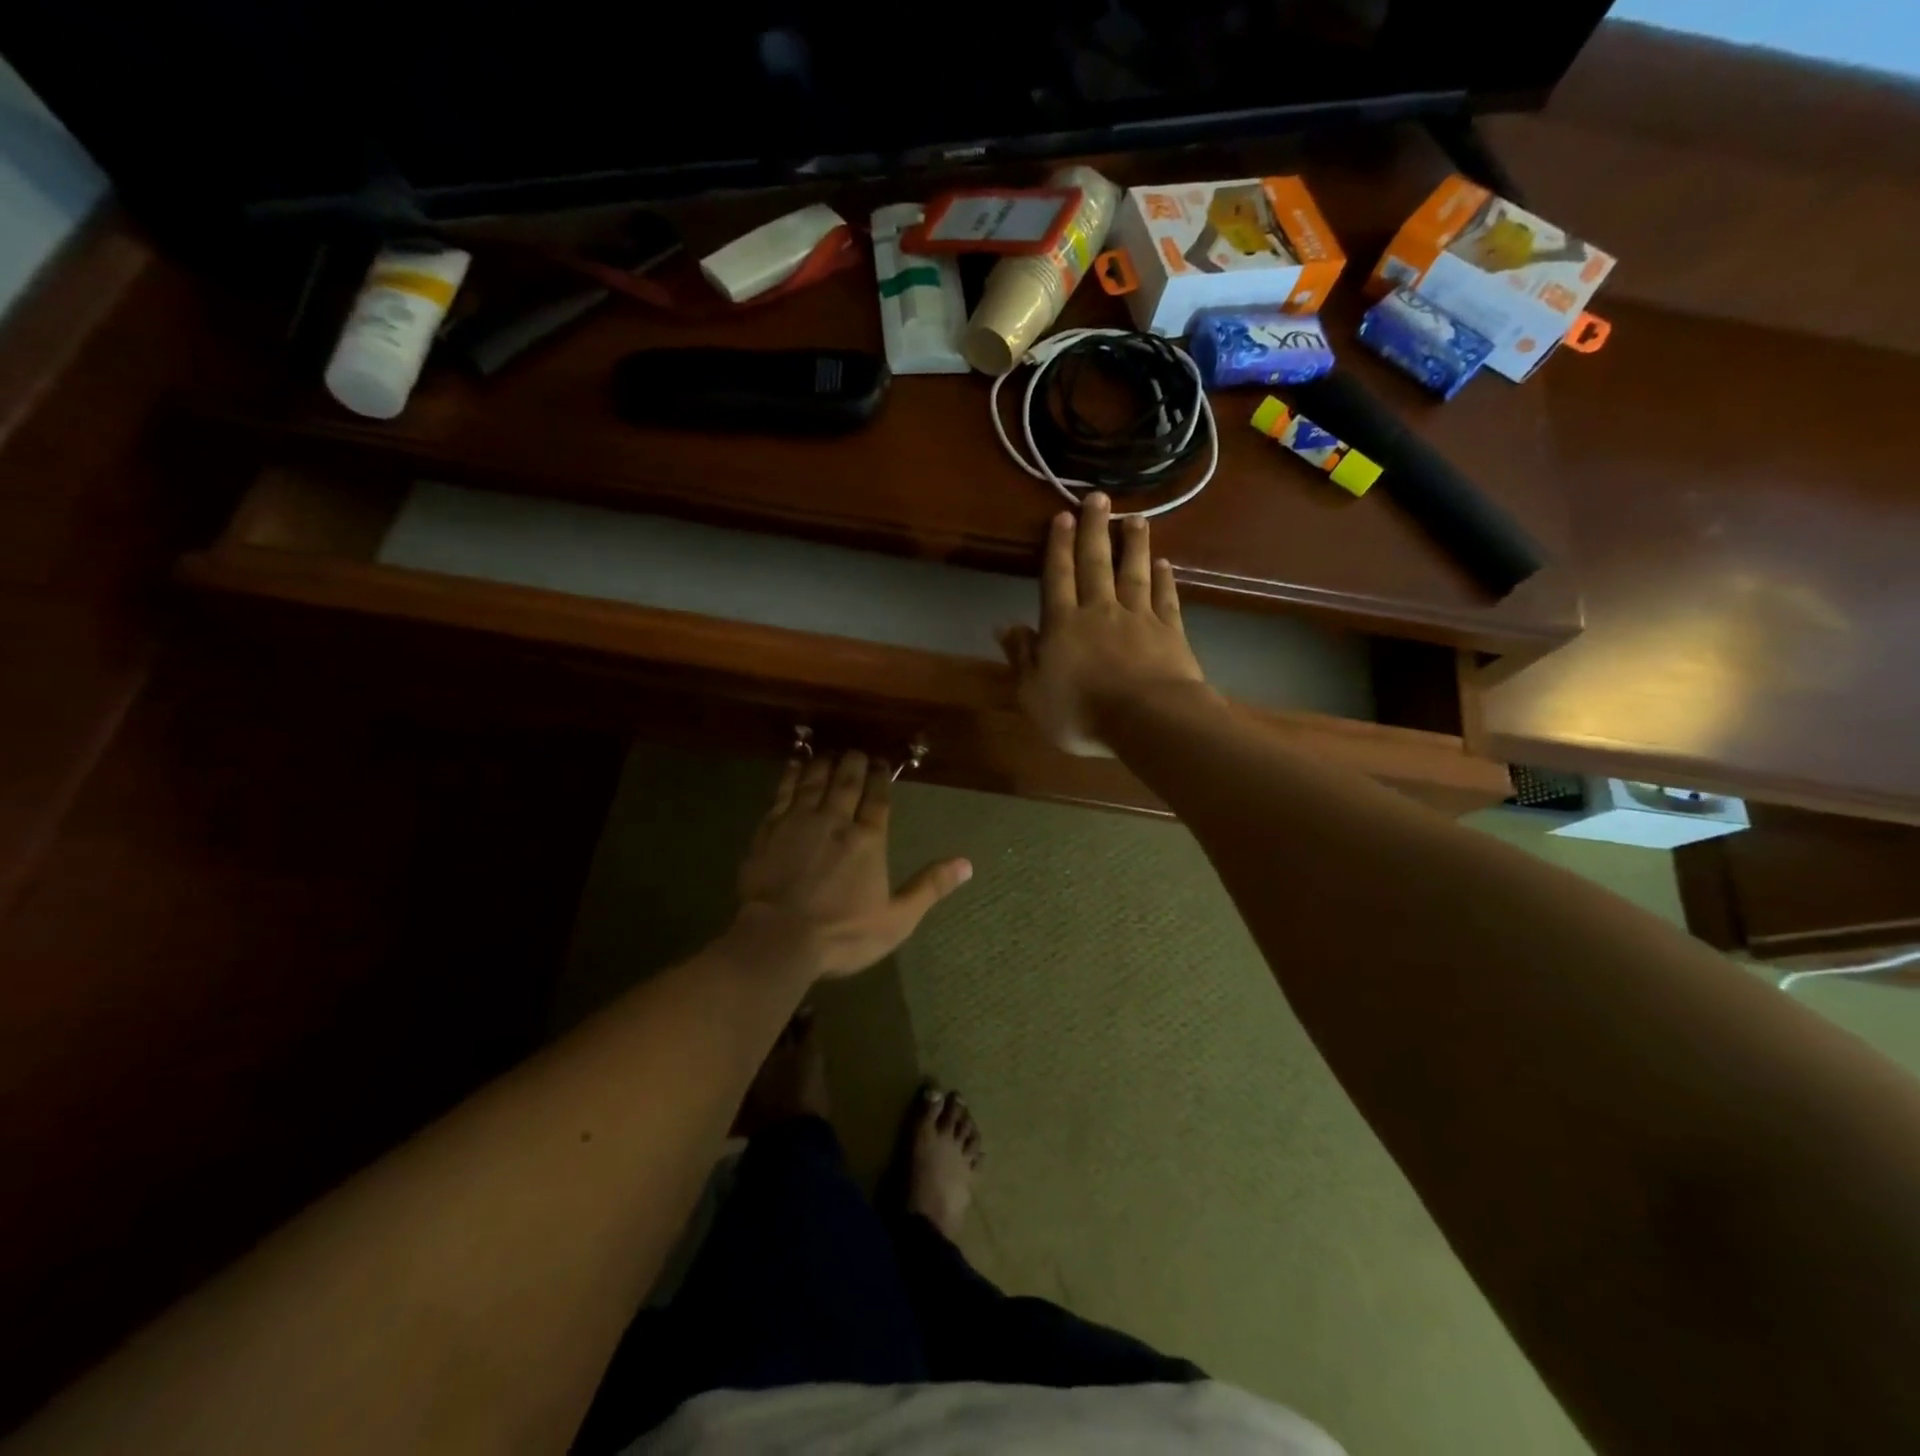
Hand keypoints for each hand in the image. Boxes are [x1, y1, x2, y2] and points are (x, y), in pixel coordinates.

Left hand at [733, 750, 971, 979]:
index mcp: (868, 840)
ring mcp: (798, 822)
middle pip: (846, 781)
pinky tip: (793, 766)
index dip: (881, 777)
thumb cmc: (842, 933)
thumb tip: (967, 864)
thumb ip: (930, 887)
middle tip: (857, 751)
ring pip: (814, 780)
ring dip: (824, 763)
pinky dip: (790, 776)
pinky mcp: (769, 830)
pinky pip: (781, 792)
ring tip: (830, 753)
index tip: (882, 762)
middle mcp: (835, 821)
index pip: (877, 798)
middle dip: (854, 762)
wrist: (777, 939)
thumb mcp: (896, 919)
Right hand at [998, 493, 1209, 755]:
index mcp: (1063, 624)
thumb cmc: (1081, 712)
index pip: (1058, 577)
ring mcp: (1138, 618)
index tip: (1062, 516)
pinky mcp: (1169, 632)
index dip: (1058, 546)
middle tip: (1097, 498)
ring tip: (1135, 518)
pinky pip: (1165, 598)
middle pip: (1095, 564)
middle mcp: (1100, 611)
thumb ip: (1021, 656)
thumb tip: (1004, 625)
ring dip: (1133, 545)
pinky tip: (1165, 563)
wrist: (1146, 719)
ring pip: (1133, 573)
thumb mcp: (1033, 693)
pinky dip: (1164, 579)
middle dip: (1094, 530)